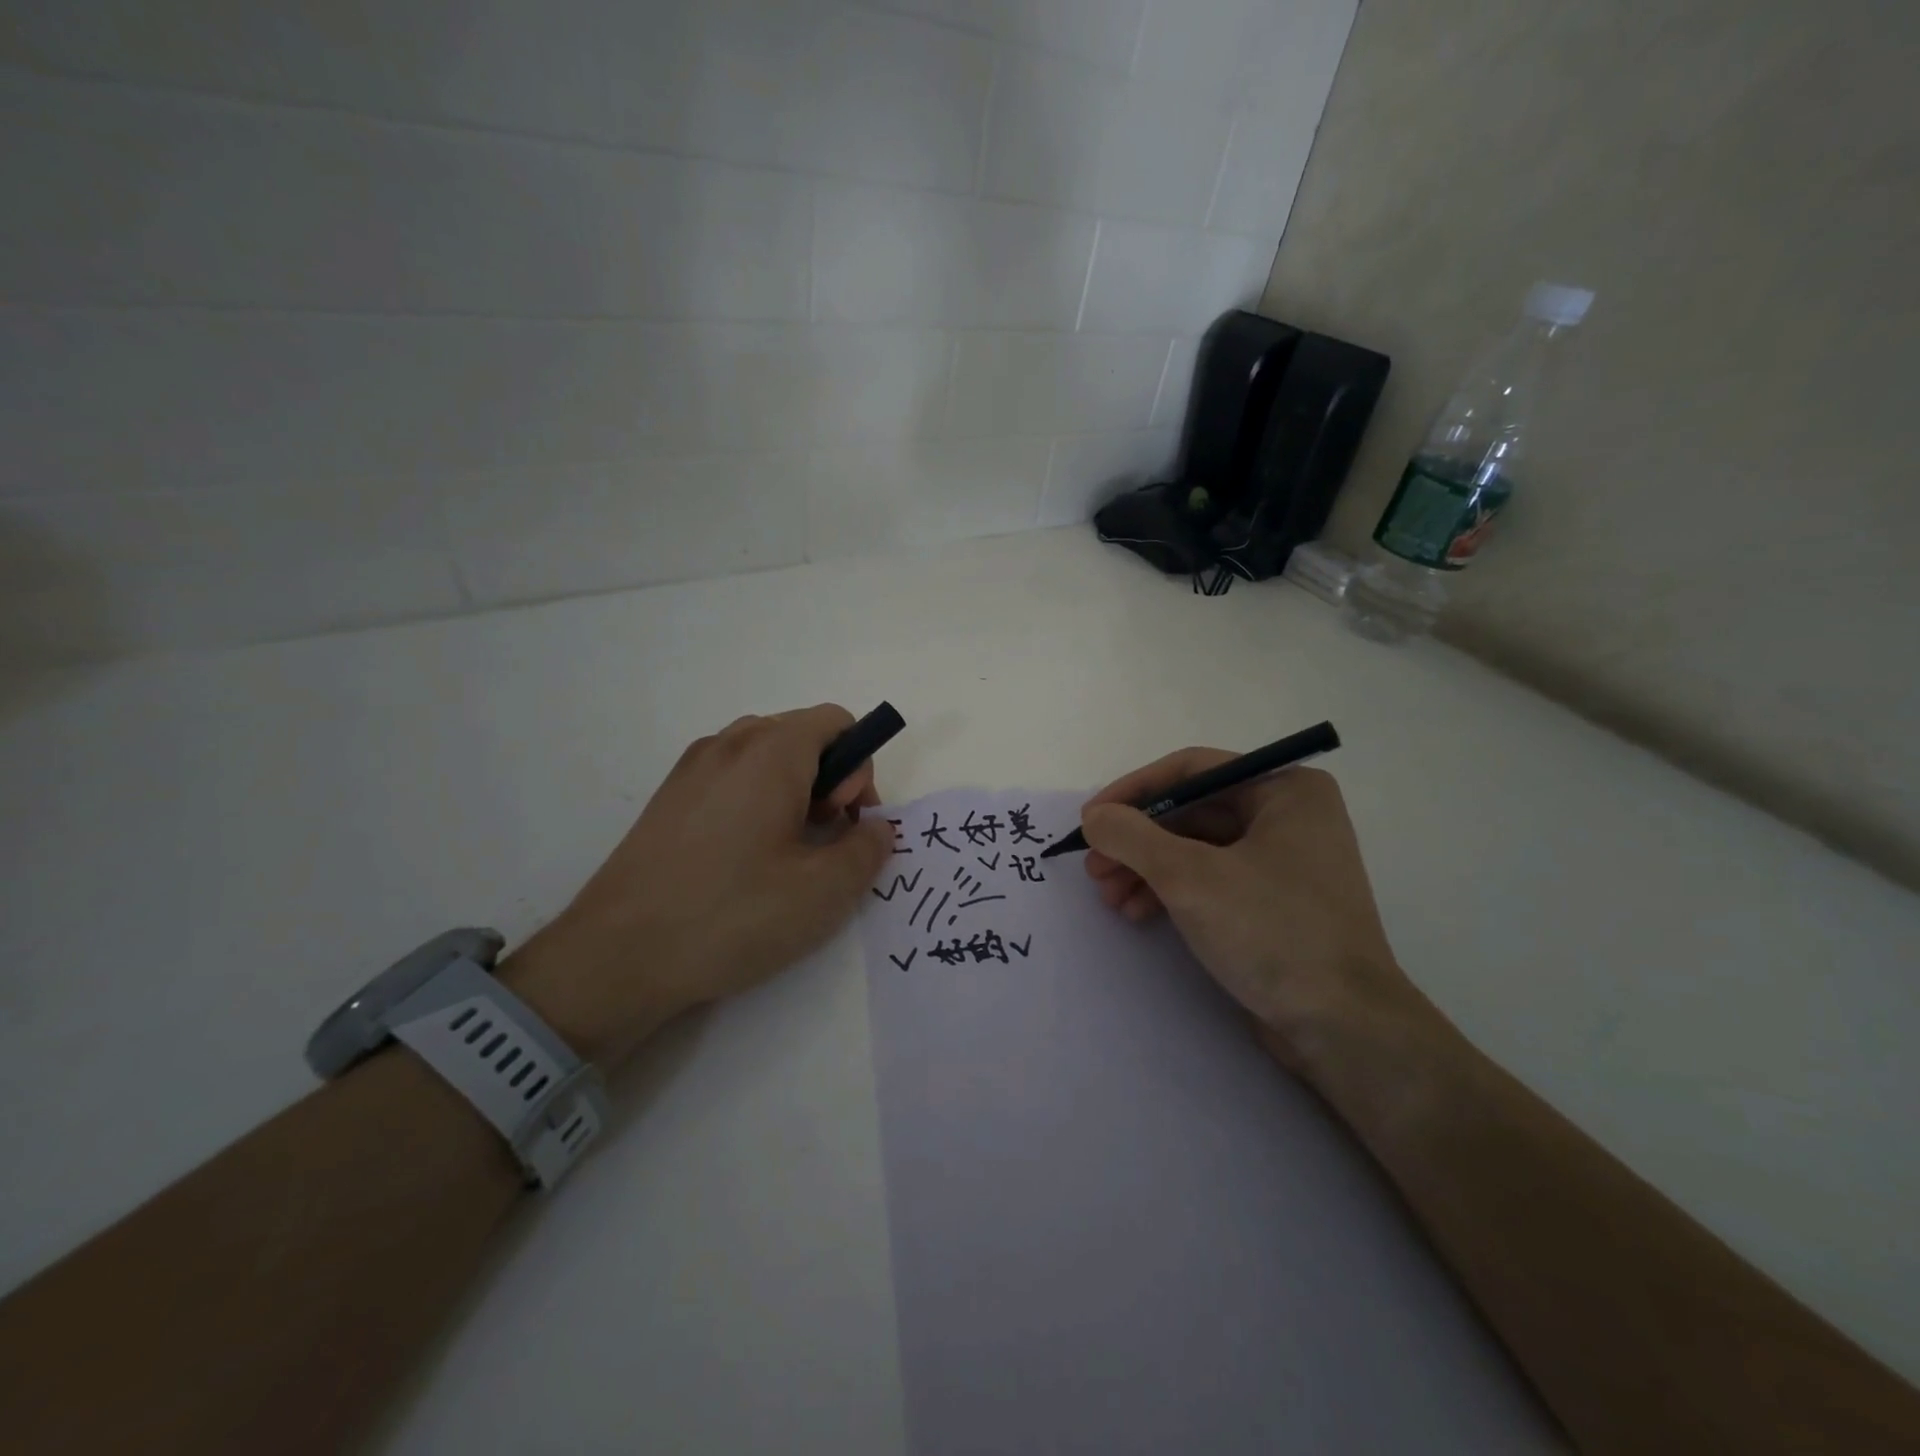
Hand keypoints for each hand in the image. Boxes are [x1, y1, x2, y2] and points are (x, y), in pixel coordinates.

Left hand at [503, 706, 893, 1067]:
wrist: (616, 956)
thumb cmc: (732, 914)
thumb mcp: (824, 890)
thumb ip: (868, 849)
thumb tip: (875, 828)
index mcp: (771, 750)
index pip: (838, 722)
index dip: (858, 769)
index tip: (842, 823)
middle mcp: (729, 743)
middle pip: (803, 736)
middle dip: (830, 781)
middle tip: (820, 842)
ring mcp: (691, 768)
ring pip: (766, 758)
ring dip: (794, 792)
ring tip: (784, 854)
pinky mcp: (668, 798)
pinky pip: (731, 778)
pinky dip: (756, 803)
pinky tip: (743, 862)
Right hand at [1079, 754, 1413, 1060]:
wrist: (1343, 1028)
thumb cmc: (1271, 931)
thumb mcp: (1189, 876)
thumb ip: (1131, 836)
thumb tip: (1094, 816)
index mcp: (1285, 790)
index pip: (1192, 770)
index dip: (1133, 791)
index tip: (1090, 818)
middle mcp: (1289, 816)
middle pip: (1191, 812)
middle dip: (1137, 841)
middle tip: (1094, 867)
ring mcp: (1284, 862)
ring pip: (1197, 849)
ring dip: (1146, 869)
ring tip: (1108, 897)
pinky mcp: (1275, 903)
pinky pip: (1212, 879)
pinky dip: (1172, 891)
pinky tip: (1138, 913)